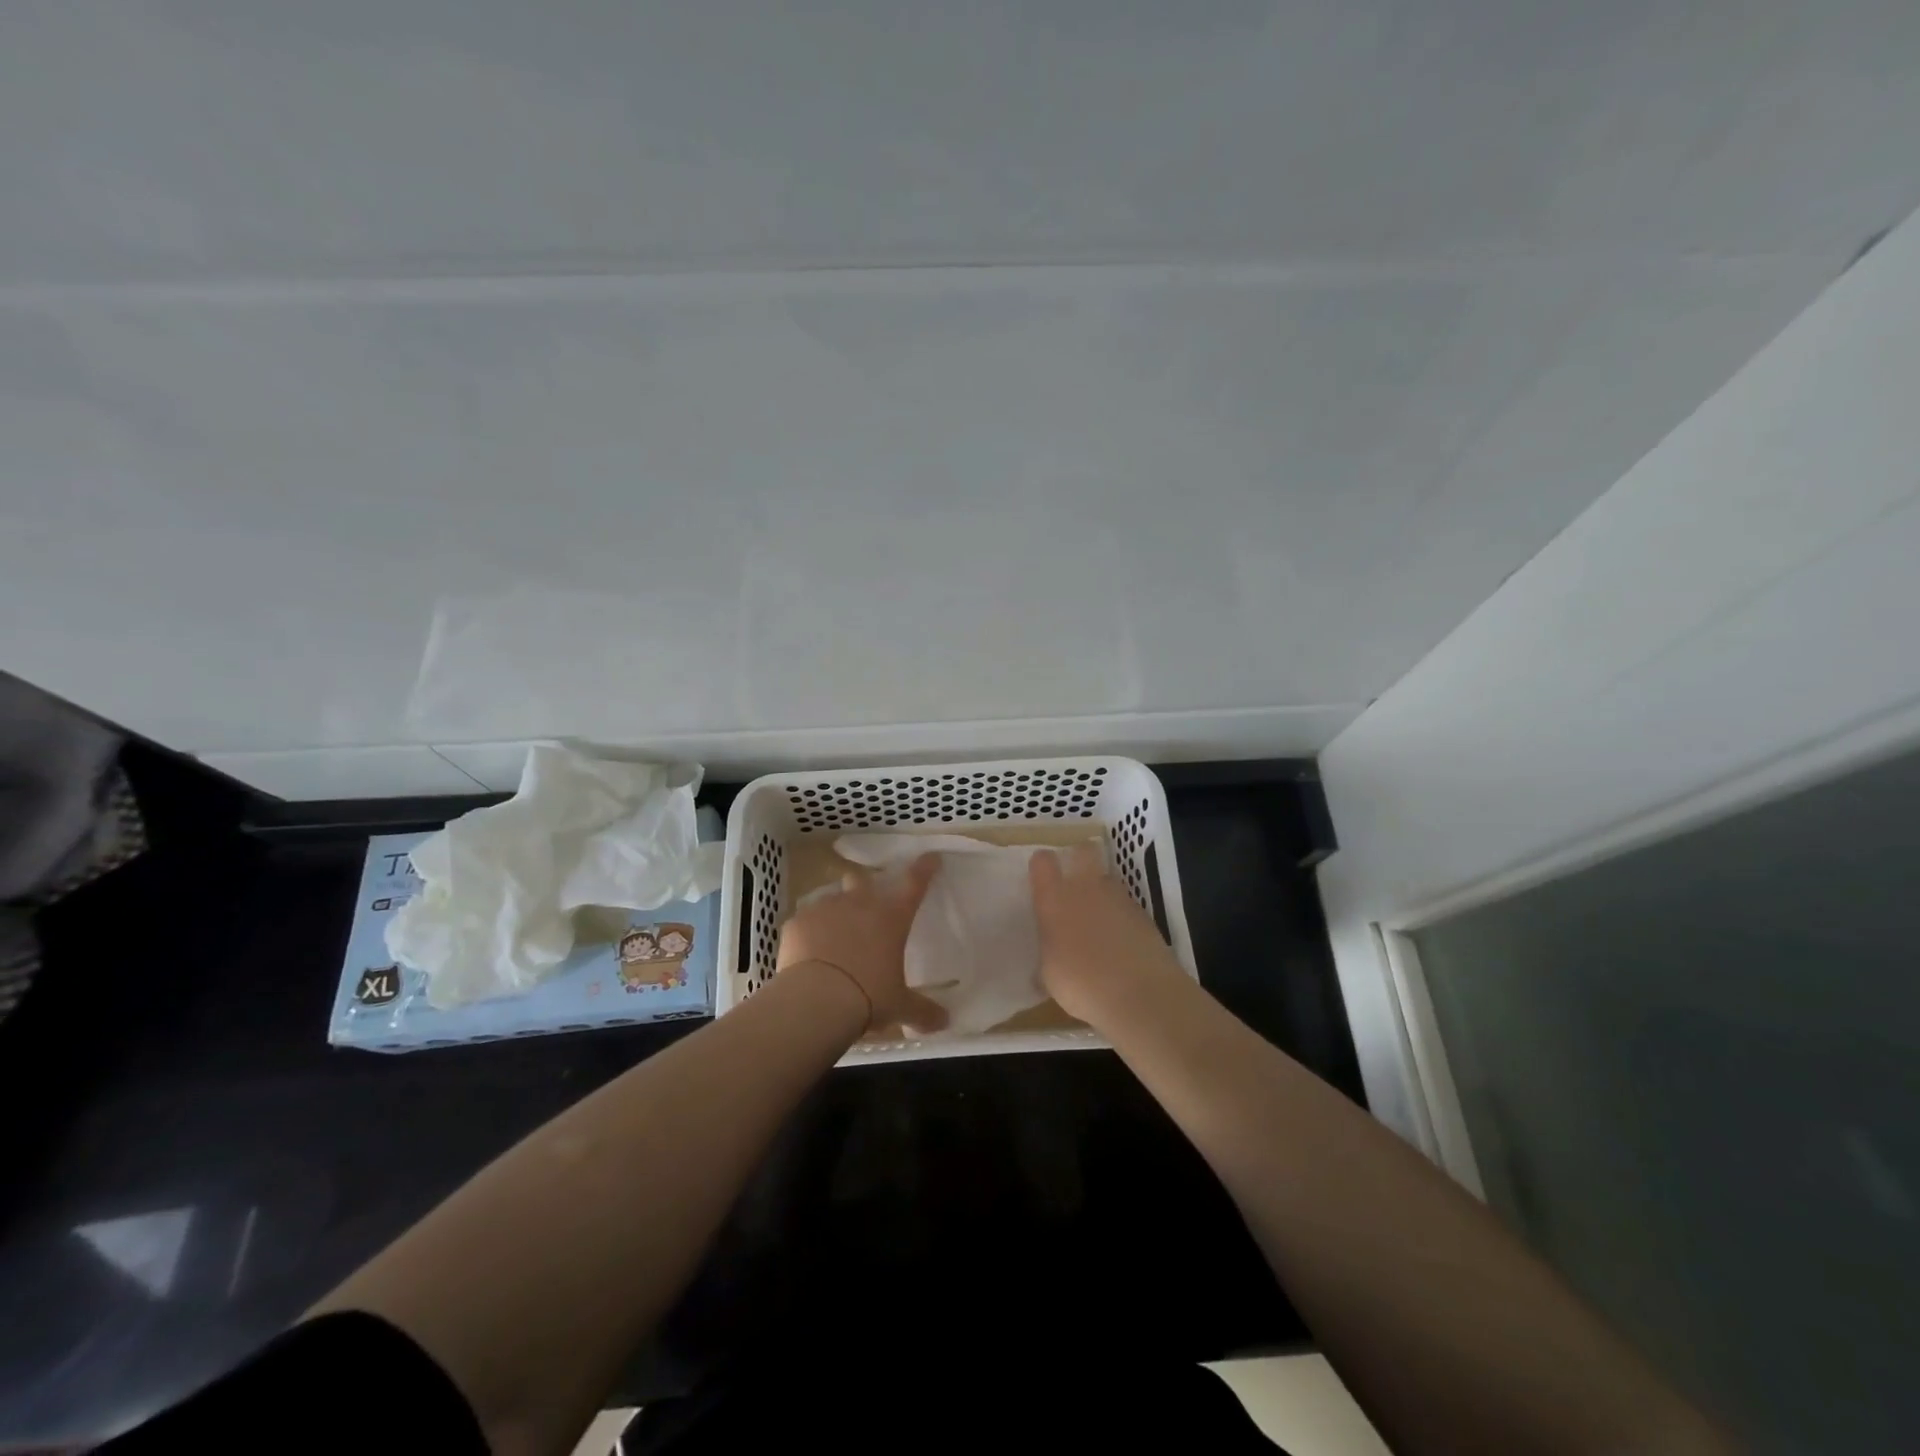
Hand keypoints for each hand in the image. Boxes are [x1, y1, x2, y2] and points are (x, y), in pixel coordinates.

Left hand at [777, 853, 949, 1035]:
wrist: (816, 1000)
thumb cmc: (868, 997)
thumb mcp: (899, 1007)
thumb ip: (923, 1012)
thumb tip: (945, 1022)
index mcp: (891, 917)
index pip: (914, 883)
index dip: (924, 868)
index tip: (930, 858)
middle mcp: (859, 904)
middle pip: (862, 880)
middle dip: (864, 887)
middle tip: (865, 907)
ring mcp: (825, 909)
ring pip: (831, 897)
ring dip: (835, 911)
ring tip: (833, 937)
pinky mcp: (796, 922)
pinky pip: (805, 920)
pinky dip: (809, 932)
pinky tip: (808, 952)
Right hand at [1029, 844, 1184, 1025]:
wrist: (1140, 995)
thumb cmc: (1081, 984)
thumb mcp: (1050, 975)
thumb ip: (1048, 954)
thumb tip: (1049, 956)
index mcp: (1055, 899)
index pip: (1043, 862)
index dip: (1042, 865)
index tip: (1041, 878)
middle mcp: (1086, 888)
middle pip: (1084, 851)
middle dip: (1079, 858)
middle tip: (1074, 882)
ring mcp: (1119, 898)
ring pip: (1107, 879)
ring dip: (1101, 892)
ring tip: (1098, 922)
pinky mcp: (1144, 914)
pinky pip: (1126, 906)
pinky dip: (1121, 917)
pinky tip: (1120, 943)